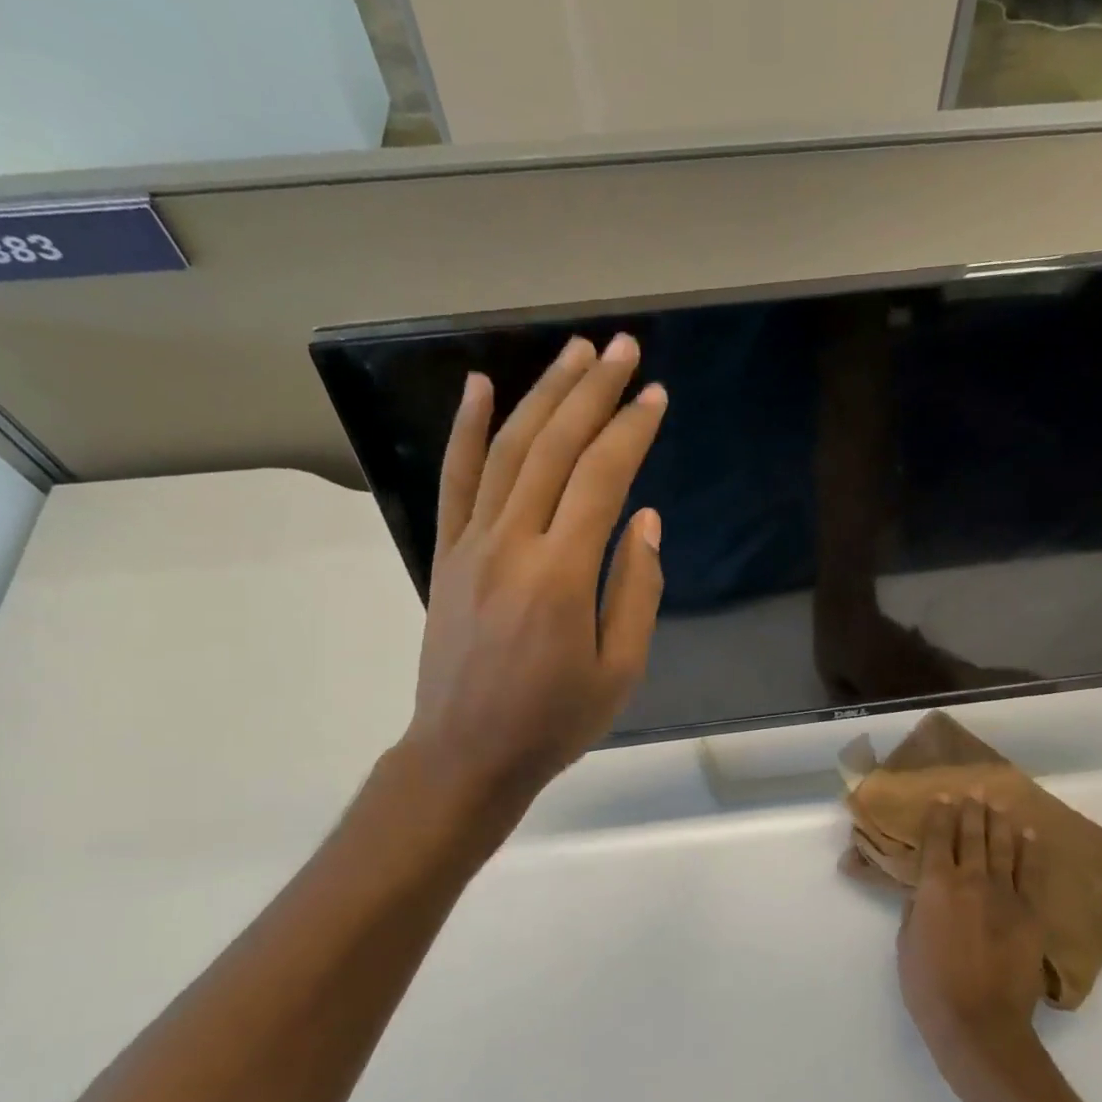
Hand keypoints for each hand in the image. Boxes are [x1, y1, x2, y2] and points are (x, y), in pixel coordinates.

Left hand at [401, 333, 665, 811]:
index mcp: (562, 574)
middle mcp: (513, 544)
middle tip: (621, 347)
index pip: (602, 478)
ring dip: (542, 395)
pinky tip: (480, 386)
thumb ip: (636, 589)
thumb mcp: (620, 669)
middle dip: (592, 391)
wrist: (467, 754)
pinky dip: (466, 429)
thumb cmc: (554, 721)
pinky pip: (454, 480)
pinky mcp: (446, 555)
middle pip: (555, 448)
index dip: (631, 430)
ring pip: (508, 451)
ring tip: (573, 353)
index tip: (655, 394)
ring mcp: (471, 544)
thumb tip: (646, 520)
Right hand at [898, 794, 1047, 1093]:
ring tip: (998, 804)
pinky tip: (1029, 834)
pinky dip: (1030, 850)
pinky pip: (1031, 873)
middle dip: (971, 811)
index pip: (938, 838)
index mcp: (936, 885)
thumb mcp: (906, 942)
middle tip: (974, 792)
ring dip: (999, 822)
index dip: (940, 815)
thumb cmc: (930, 986)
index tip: (943, 797)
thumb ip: (916, 909)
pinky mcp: (1030, 913)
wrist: (980, 1024)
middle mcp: (971, 880)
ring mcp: (1005, 895)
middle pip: (973, 835)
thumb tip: (924, 891)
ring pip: (1003, 847)